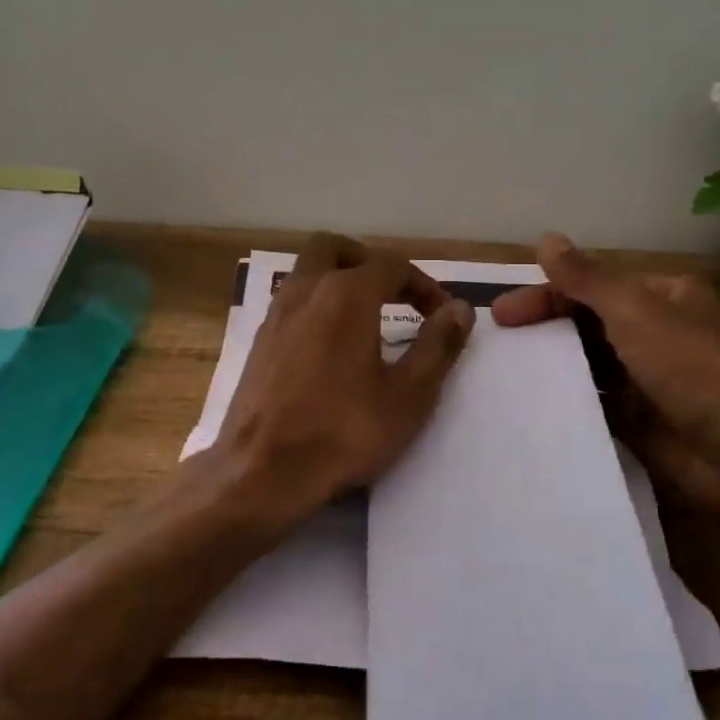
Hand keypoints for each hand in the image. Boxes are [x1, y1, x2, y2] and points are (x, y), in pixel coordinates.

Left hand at [209, 233, 475, 530]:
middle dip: (370, 263)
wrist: (261, 471)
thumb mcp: (408, 395)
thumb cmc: (343, 432)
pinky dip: (316, 304)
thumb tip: (460, 309)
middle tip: (395, 295)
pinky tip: (331, 345)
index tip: (442, 315)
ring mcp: (276, 313)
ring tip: (367, 318)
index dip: (424, 285)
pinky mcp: (259, 340)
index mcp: (346, 295)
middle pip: (336, 248)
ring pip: (307, 270)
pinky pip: (292, 300)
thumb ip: (438, 346)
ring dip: (339, 280)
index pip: (392, 265)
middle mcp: (306, 290)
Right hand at [491, 232, 719, 547]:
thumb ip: (587, 279)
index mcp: (660, 298)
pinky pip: (593, 402)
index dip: (545, 294)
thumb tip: (546, 239)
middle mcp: (653, 333)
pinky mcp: (640, 421)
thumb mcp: (637, 313)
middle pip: (586, 321)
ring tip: (503, 374)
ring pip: (587, 362)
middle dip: (543, 327)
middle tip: (497, 342)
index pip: (591, 286)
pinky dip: (566, 399)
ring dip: (551, 363)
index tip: (502, 314)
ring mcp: (647, 379)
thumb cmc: (695, 372)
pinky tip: (531, 404)